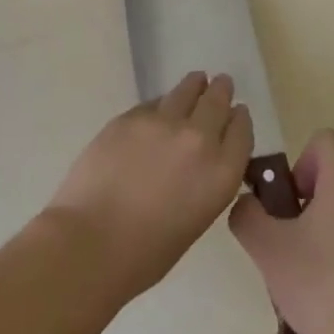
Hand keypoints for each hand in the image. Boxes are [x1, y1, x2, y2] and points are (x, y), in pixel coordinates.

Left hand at [45, 72, 253, 301]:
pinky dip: (161, 104)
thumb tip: (197, 162)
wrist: (92, 242)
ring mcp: (163, 122)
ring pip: (186, 91)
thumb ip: (205, 181)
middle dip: (220, 91)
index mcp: (222, 173)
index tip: (238, 112)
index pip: (241, 132)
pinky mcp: (131, 116)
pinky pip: (154, 103)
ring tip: (196, 80)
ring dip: (194, 86)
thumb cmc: (146, 253)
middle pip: (217, 102)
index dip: (239, 119)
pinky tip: (159, 108)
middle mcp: (199, 139)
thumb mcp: (195, 219)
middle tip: (221, 83)